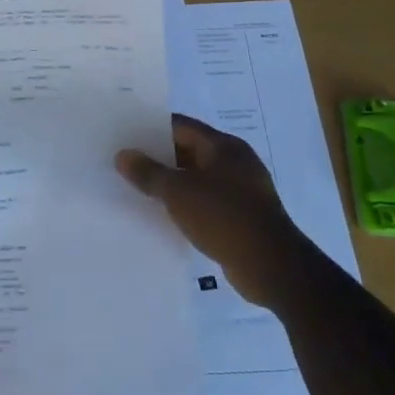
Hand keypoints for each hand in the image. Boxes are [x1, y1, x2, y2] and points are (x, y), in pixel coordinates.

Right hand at [117, 114, 303, 309]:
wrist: (272, 267)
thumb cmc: (224, 217)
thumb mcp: (178, 192)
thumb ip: (149, 172)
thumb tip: (122, 155)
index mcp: (223, 146)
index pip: (181, 126)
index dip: (152, 128)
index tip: (126, 135)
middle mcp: (235, 162)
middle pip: (189, 151)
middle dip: (159, 158)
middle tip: (126, 163)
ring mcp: (242, 190)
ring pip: (198, 178)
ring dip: (173, 184)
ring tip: (139, 189)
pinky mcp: (243, 217)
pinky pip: (207, 202)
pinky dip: (187, 205)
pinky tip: (166, 215)